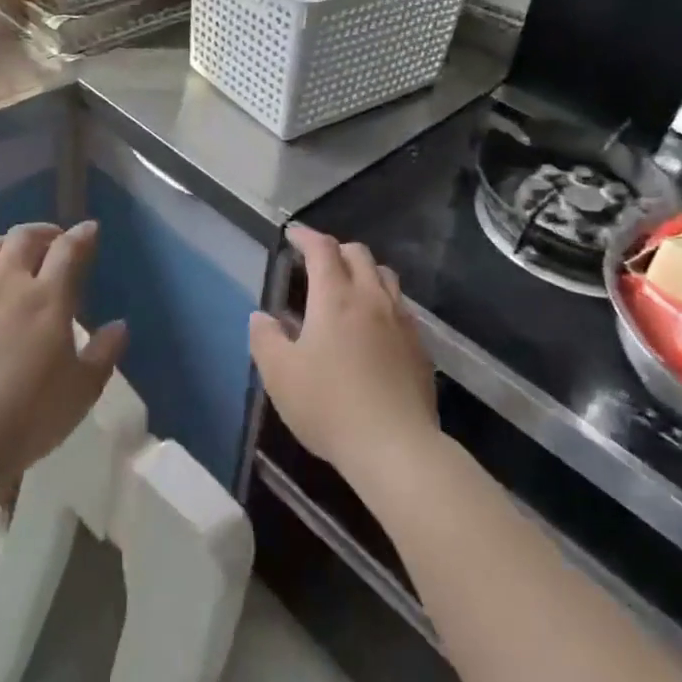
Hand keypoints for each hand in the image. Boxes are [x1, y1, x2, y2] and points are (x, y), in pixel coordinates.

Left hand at [0, 221, 126, 486]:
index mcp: (48, 297)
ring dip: (4, 245)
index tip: (90, 230)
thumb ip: (104, 352)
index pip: (69, 249)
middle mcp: (7, 284)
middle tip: (53, 241)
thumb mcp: (82, 391)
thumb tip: (119, 325)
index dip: (82, 235)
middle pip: (23, 238)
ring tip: (11, 256)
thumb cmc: (28, 416)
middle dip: (43, 232)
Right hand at [249, 225, 439, 487]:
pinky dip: (383, 301)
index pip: (322, 249)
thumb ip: (265, 339)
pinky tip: (374, 327)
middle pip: (358, 254)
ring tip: (348, 288)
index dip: (306, 237)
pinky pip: (400, 307)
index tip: (293, 235)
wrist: (395, 446)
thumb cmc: (329, 406)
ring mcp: (401, 321)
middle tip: (317, 263)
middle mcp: (371, 298)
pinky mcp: (419, 346)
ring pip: (385, 276)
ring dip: (364, 271)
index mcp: (335, 297)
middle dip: (336, 250)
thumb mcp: (280, 376)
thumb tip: (261, 317)